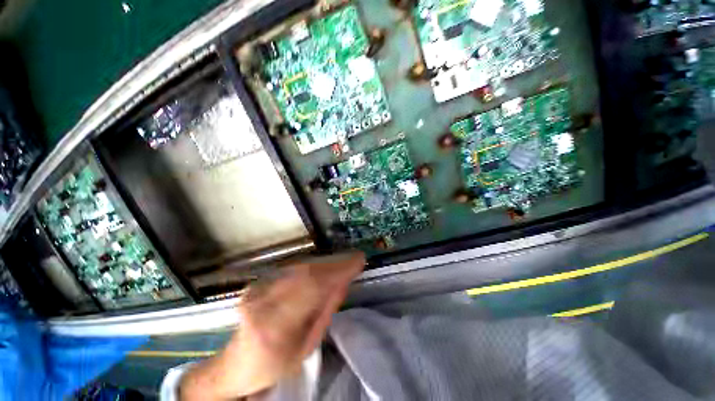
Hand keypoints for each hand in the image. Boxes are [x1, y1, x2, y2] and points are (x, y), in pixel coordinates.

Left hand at [179, 252, 364, 399]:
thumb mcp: (307, 346)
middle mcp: (263, 303)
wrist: (236, 364)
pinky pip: (291, 269)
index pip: (313, 288)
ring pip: (299, 267)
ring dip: (324, 264)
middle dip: (334, 264)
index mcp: (275, 328)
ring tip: (341, 265)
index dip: (338, 270)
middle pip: (306, 273)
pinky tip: (322, 268)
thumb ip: (326, 310)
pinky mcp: (257, 283)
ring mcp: (256, 290)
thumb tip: (343, 281)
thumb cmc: (275, 364)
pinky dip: (312, 266)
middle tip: (353, 261)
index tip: (358, 260)